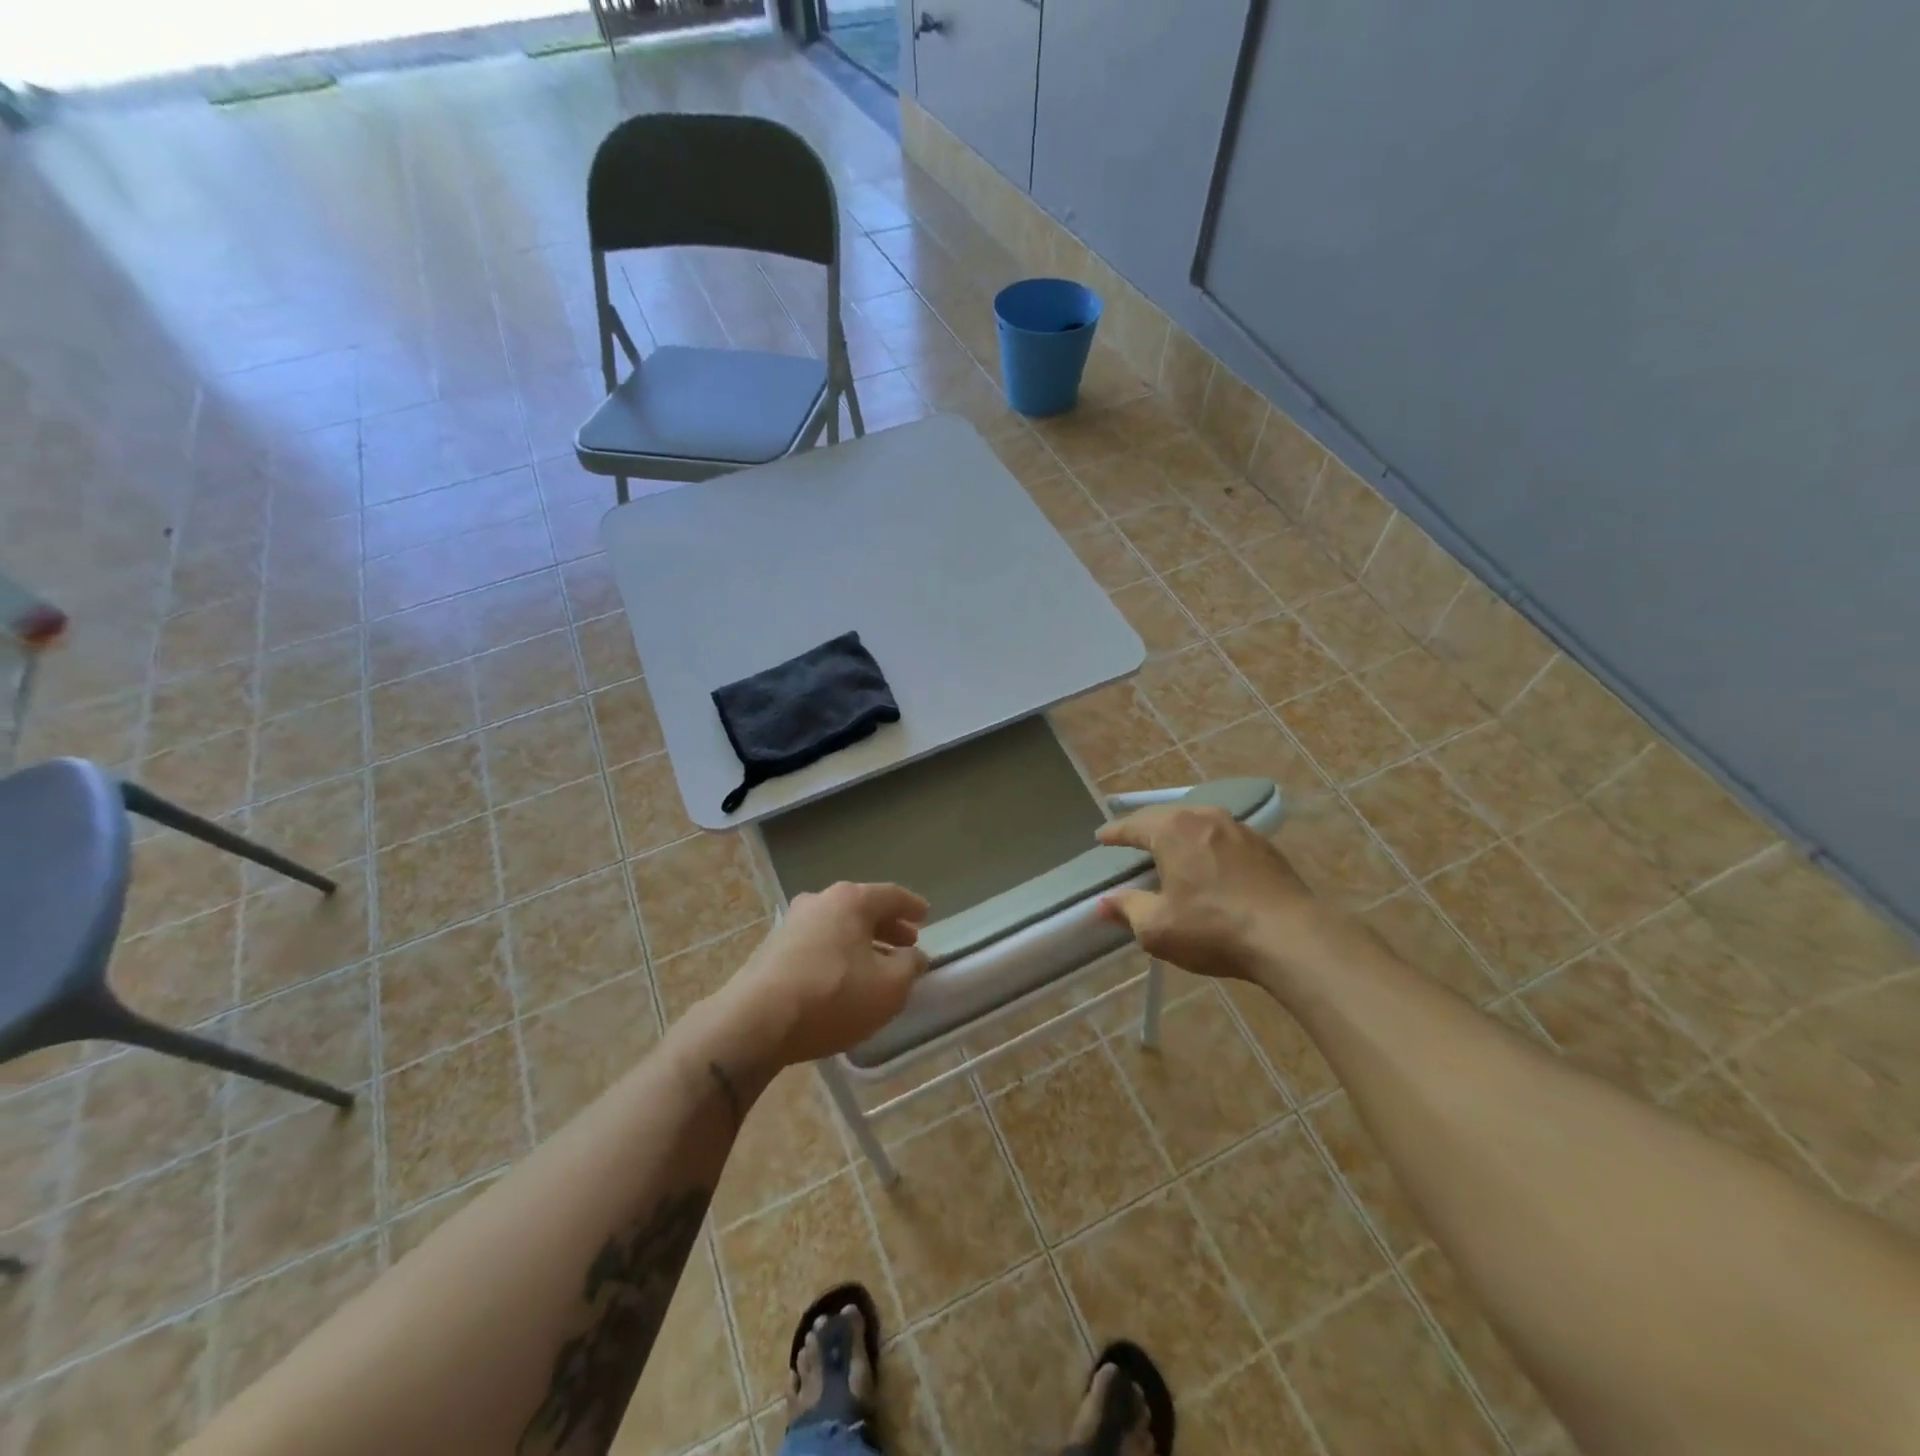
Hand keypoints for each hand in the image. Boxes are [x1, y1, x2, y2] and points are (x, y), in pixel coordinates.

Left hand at [721, 882, 930, 1066]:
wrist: (755, 1022)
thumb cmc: (832, 997)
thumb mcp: (888, 988)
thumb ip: (909, 967)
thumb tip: (913, 956)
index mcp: (851, 900)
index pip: (891, 895)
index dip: (912, 906)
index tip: (926, 915)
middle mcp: (820, 901)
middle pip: (862, 909)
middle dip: (887, 926)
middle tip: (907, 942)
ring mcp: (791, 923)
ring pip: (838, 926)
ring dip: (862, 941)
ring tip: (878, 963)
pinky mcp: (772, 949)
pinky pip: (818, 943)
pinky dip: (838, 953)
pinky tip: (844, 977)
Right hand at [1096, 805, 1319, 980]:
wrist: (1291, 937)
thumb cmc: (1214, 929)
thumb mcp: (1157, 928)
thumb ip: (1128, 909)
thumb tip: (1104, 903)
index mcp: (1172, 831)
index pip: (1133, 826)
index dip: (1114, 833)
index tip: (1101, 837)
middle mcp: (1204, 818)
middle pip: (1167, 817)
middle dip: (1147, 828)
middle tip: (1132, 840)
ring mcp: (1240, 829)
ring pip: (1199, 824)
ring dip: (1181, 834)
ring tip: (1170, 848)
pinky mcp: (1266, 847)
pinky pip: (1224, 838)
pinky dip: (1208, 846)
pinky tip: (1210, 863)